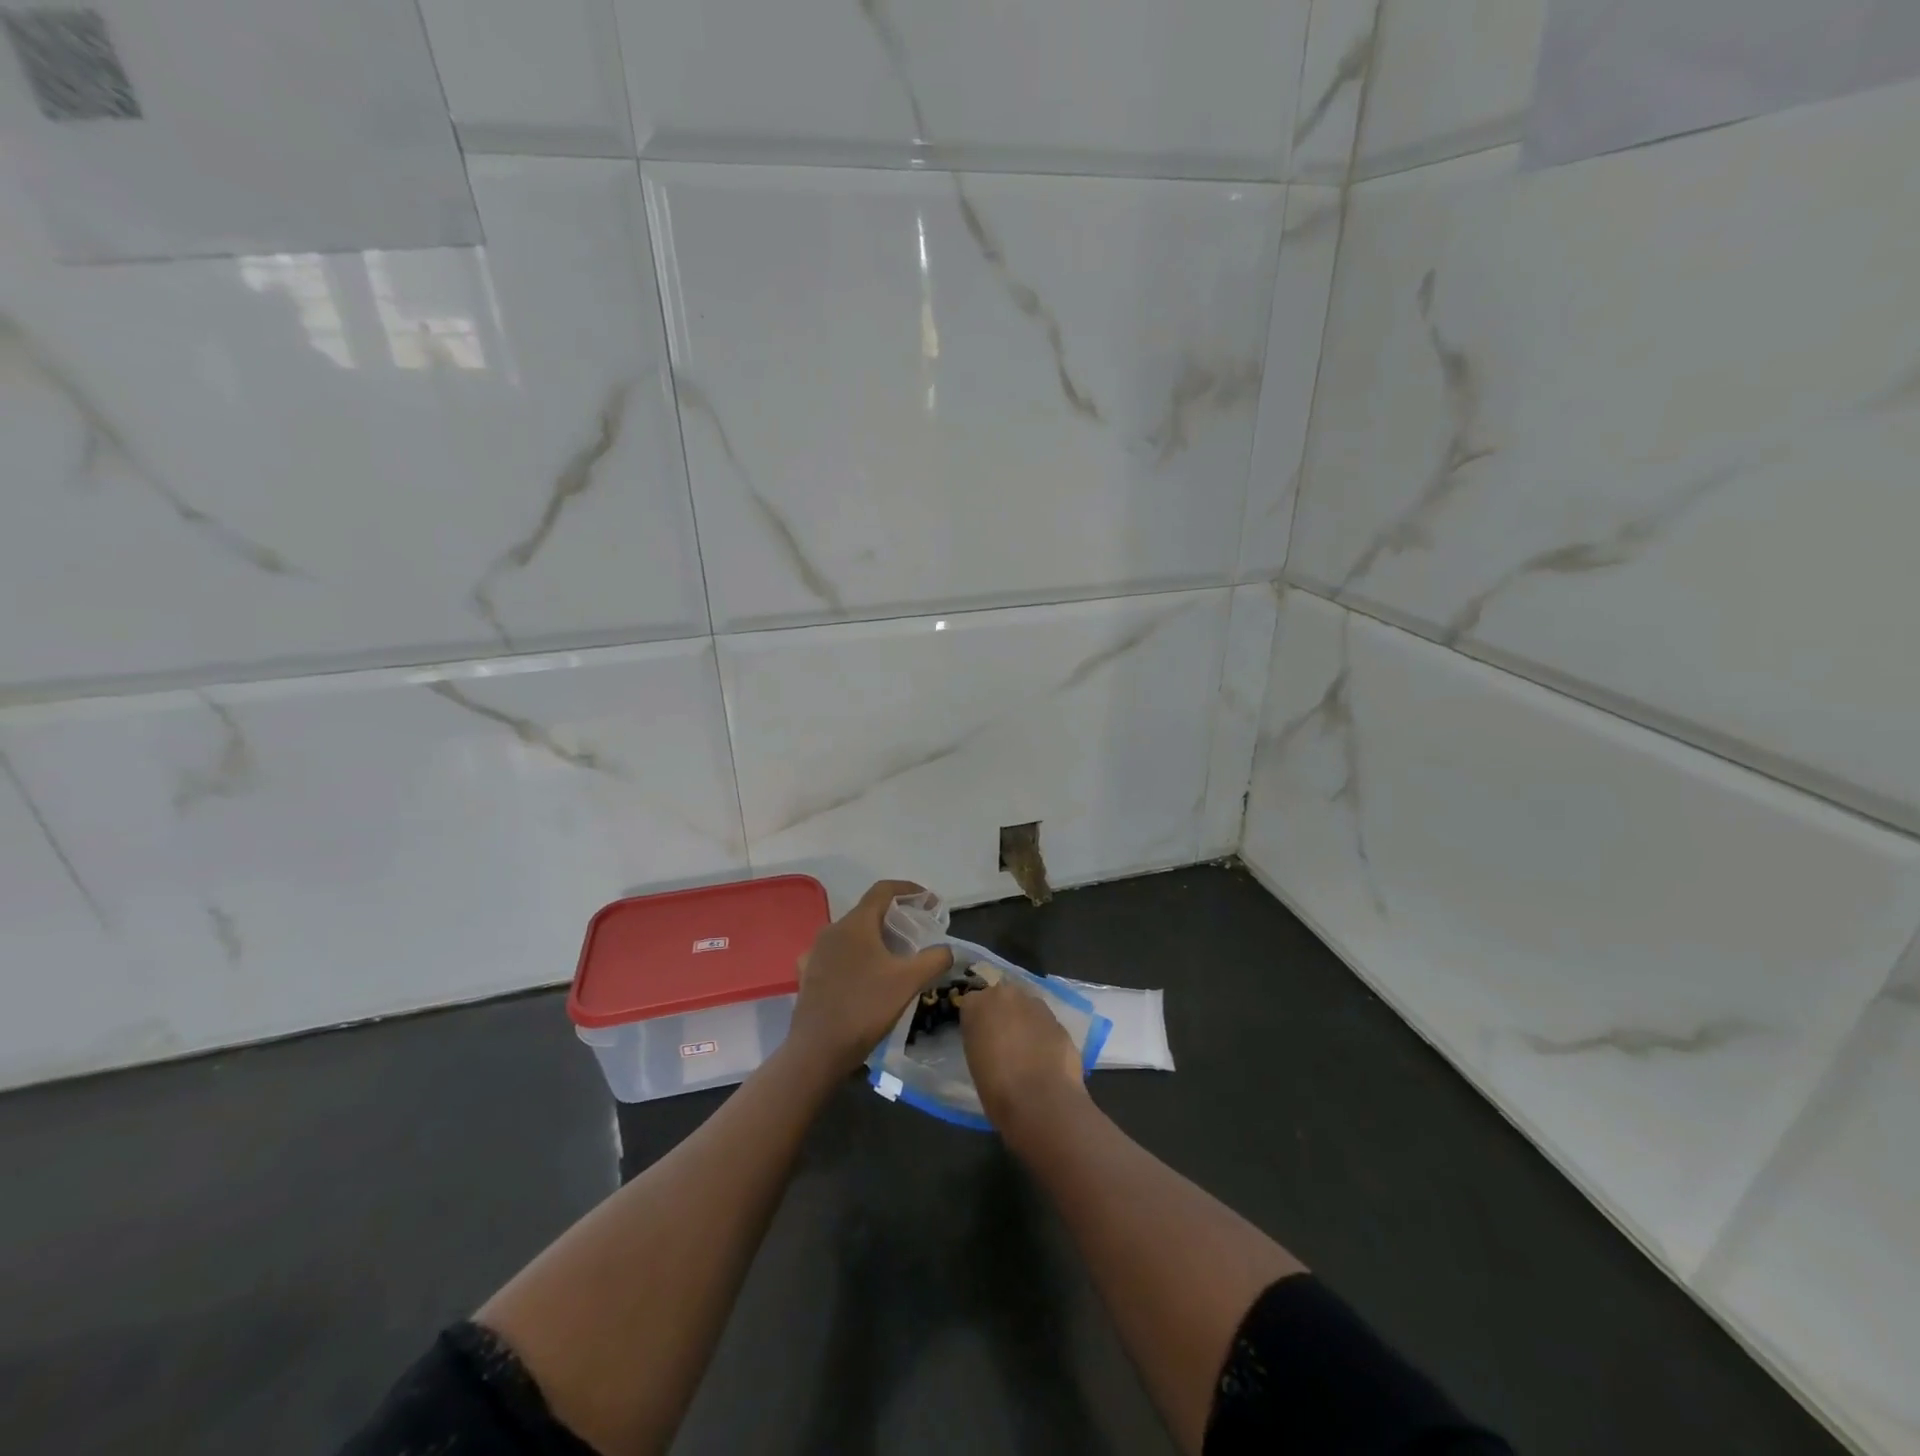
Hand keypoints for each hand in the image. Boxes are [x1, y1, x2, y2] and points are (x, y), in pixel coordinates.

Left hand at [788, 880, 952, 1074]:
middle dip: (895, 917)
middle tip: (918, 933)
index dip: (909, 890)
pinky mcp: (808, 974)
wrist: (817, 1051)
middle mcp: (832, 930)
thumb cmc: (865, 1008)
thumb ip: (935, 959)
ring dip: (875, 938)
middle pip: (868, 912)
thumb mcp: (909, 982)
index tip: (929, 902)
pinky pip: (837, 955)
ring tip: (895, 956)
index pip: (884, 890)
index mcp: (855, 923)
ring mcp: (816, 952)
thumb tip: (948, 949)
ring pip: (852, 934)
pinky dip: (856, 956)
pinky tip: (865, 976)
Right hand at [960, 980, 1088, 1137]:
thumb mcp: (974, 1060)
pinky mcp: (1058, 1019)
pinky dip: (1043, 1034)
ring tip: (1027, 1051)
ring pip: (1026, 1007)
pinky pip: (1045, 1023)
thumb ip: (980, 1037)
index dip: (978, 1021)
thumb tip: (990, 1038)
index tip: (980, 1038)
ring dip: (1025, 1021)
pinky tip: (1045, 1058)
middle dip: (1003, 1013)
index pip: (972, 1003)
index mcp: (977, 1004)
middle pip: (1002, 998)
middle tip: (1003, 1041)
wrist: (1040, 1101)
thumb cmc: (996, 1087)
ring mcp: (1035, 1004)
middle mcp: (1006, 995)